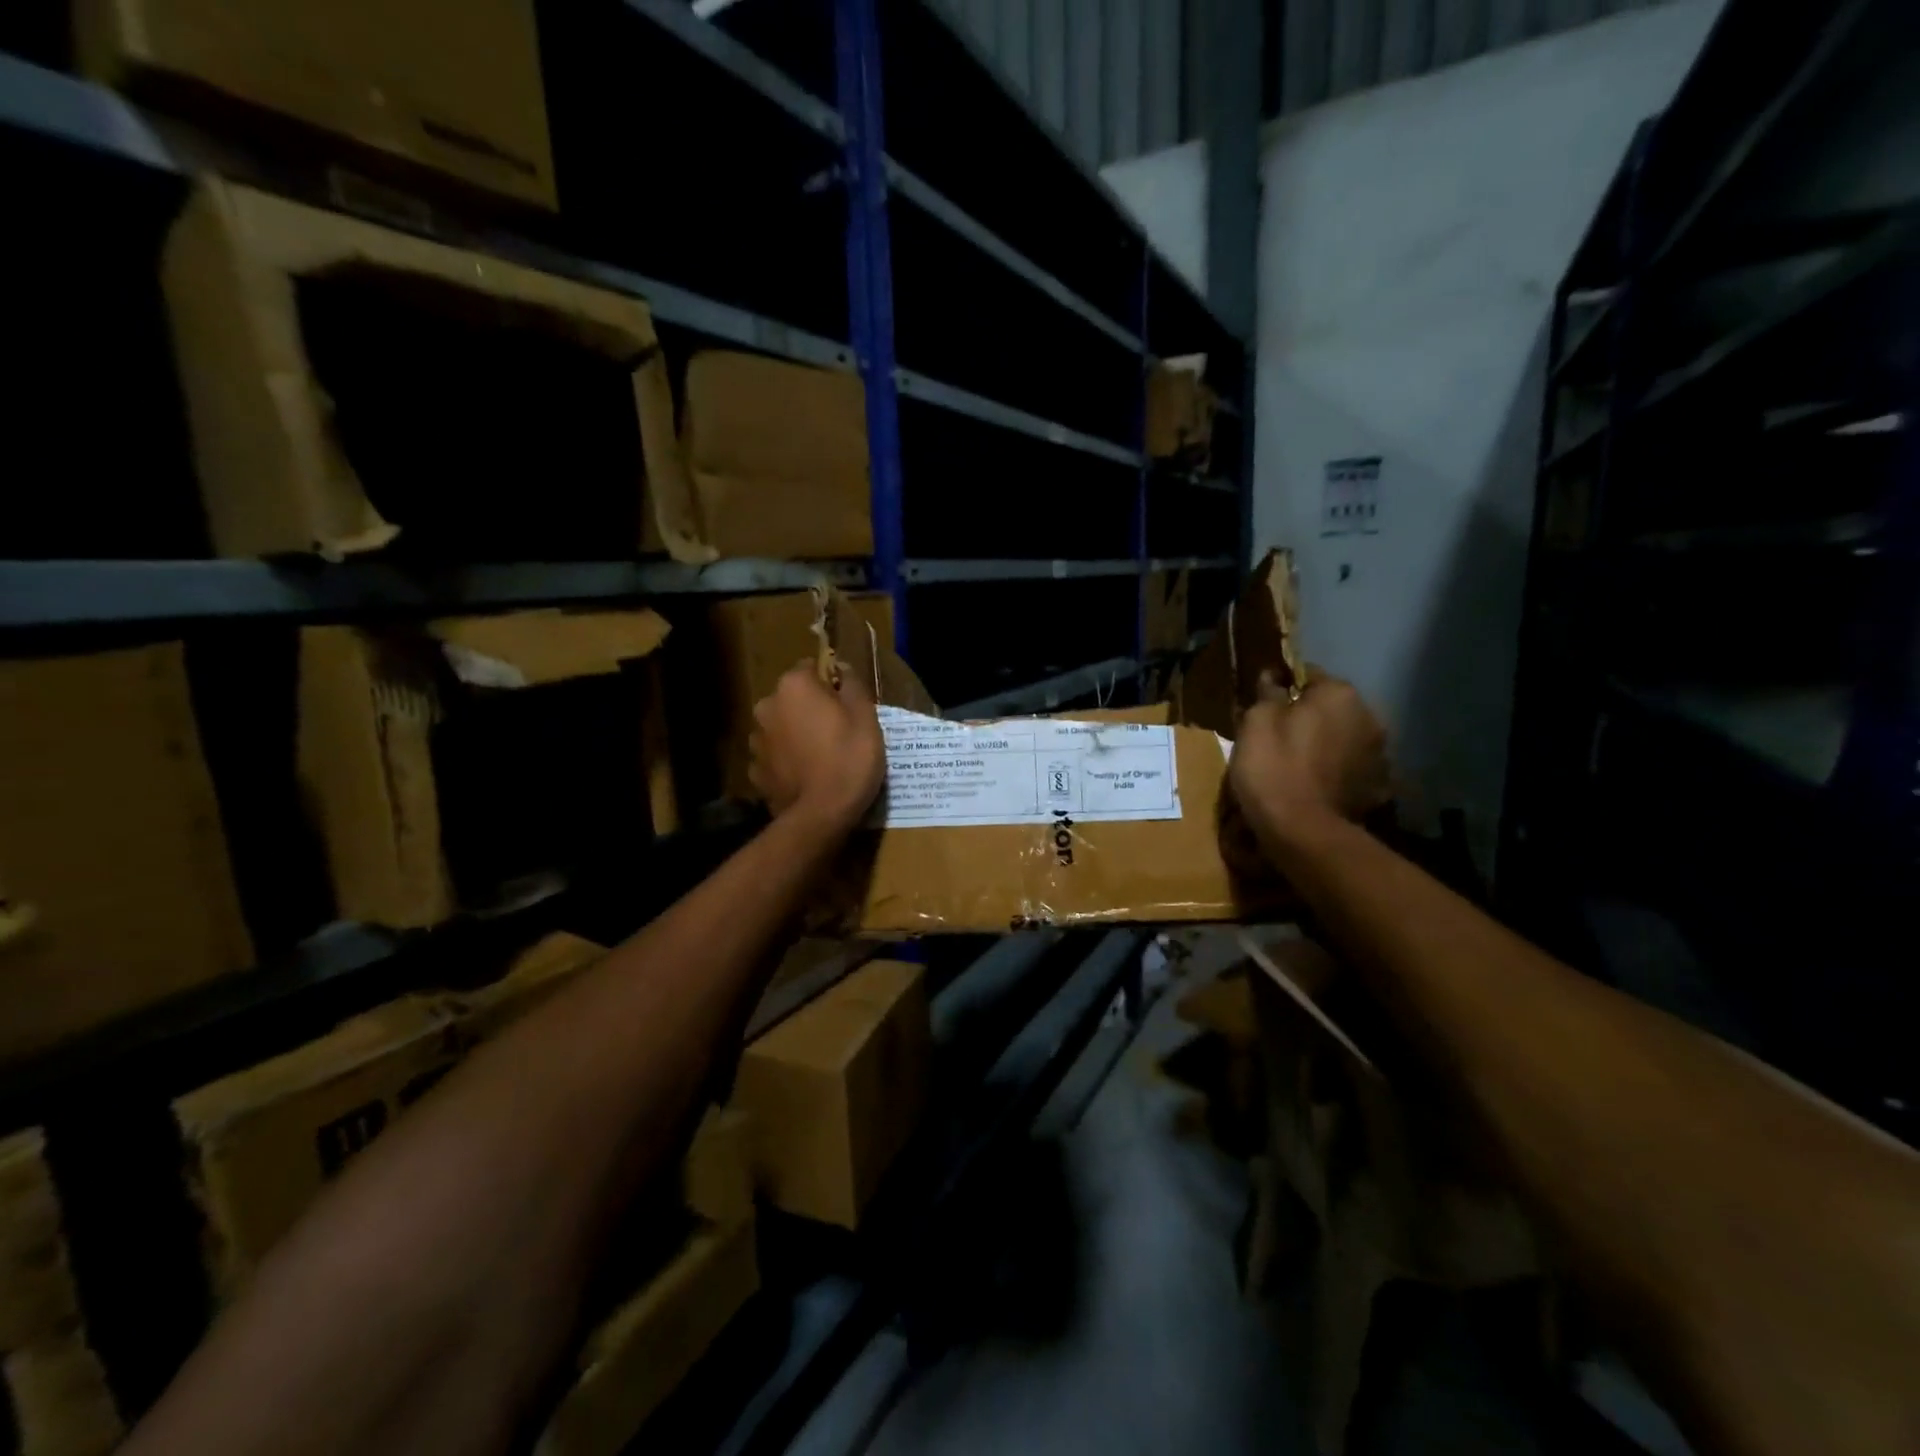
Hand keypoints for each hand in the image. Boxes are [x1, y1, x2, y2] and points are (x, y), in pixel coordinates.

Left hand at [748, 663, 886, 831]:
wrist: (821, 815)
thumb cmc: (849, 758)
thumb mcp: (866, 717)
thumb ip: (852, 685)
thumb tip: (842, 669)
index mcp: (794, 686)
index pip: (811, 668)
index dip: (831, 684)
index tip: (847, 704)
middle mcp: (767, 706)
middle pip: (792, 698)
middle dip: (810, 709)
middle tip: (837, 732)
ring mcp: (756, 740)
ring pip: (781, 727)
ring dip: (795, 734)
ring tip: (820, 757)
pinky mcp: (755, 771)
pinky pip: (775, 757)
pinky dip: (787, 761)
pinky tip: (806, 776)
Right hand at [1229, 671, 1390, 838]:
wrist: (1302, 830)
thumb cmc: (1273, 767)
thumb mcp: (1255, 722)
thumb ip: (1268, 694)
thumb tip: (1273, 677)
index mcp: (1339, 695)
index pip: (1309, 674)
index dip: (1283, 687)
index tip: (1264, 704)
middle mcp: (1369, 717)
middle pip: (1332, 708)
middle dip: (1310, 716)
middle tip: (1278, 736)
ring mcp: (1380, 755)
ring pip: (1346, 738)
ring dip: (1327, 744)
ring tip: (1299, 764)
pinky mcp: (1378, 788)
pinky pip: (1352, 770)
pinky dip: (1338, 773)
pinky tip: (1316, 786)